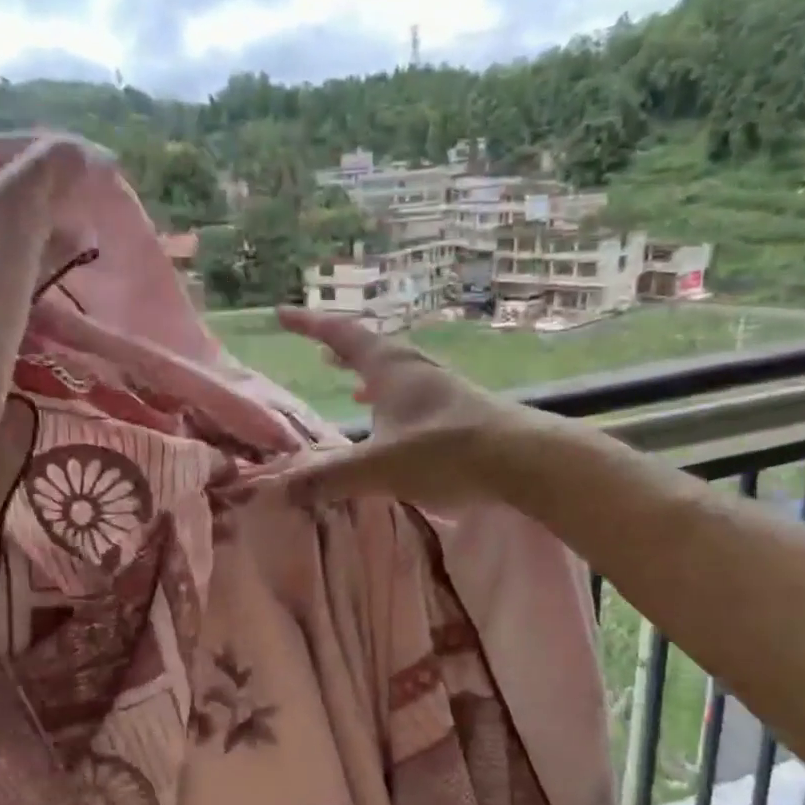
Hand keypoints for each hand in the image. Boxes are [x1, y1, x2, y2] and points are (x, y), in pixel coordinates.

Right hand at [270, 307, 538, 506]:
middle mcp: (414, 369)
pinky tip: (395, 422)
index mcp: (390, 369)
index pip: (342, 335)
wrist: (521, 459)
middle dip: (341, 349)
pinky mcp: (459, 409)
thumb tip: (282, 490)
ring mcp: (441, 387)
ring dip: (369, 373)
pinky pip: (413, 394)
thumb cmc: (444, 452)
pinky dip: (392, 399)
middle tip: (318, 352)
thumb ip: (330, 477)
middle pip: (371, 348)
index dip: (310, 325)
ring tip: (350, 384)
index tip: (282, 314)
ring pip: (395, 371)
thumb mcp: (379, 467)